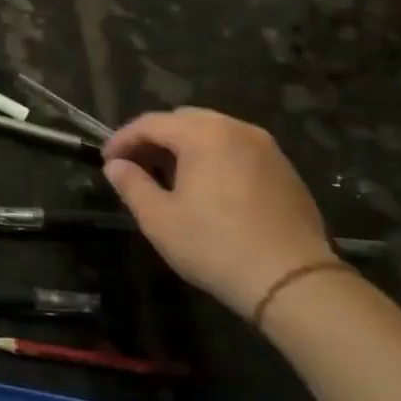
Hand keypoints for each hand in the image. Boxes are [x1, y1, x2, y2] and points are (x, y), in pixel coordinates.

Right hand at [103, 108, 336, 318]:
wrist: (293, 281)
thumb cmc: (215, 246)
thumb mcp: (159, 218)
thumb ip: (131, 184)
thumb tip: (116, 166)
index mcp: (204, 135)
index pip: (151, 123)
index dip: (123, 139)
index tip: (106, 160)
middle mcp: (237, 130)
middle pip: (184, 119)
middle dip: (155, 137)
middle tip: (135, 164)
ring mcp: (267, 148)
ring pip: (214, 132)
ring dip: (185, 146)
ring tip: (168, 175)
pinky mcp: (285, 170)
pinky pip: (237, 149)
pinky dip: (213, 157)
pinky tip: (205, 186)